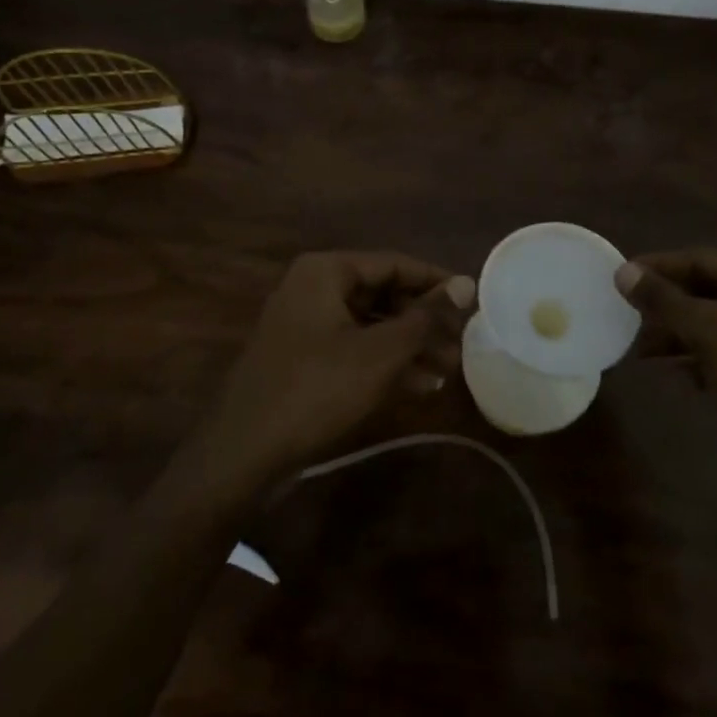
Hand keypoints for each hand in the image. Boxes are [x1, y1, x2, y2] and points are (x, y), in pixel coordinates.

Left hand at [194, 252, 476, 488]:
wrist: (243, 453)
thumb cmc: (317, 389)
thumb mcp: (381, 353)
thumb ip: (426, 317)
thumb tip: (467, 284)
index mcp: (326, 272)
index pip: (394, 263)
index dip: (436, 282)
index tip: (472, 301)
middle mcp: (313, 288)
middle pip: (383, 294)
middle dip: (424, 321)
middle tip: (462, 344)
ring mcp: (305, 324)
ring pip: (371, 324)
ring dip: (410, 345)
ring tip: (449, 370)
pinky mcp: (303, 359)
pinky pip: (354, 348)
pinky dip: (385, 362)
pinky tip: (420, 386)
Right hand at [616, 249, 716, 554]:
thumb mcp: (716, 335)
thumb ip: (667, 301)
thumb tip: (624, 271)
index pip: (703, 259)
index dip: (658, 269)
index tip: (616, 279)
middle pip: (713, 289)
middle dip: (670, 307)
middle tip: (626, 320)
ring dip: (683, 336)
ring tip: (643, 352)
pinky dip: (707, 360)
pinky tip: (682, 377)